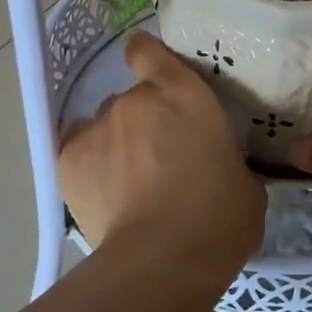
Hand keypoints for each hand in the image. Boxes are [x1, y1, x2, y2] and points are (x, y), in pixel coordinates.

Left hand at [58, 33, 265, 273]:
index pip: (149, 52)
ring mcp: (97, 127)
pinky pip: (78, 152)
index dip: (147, 57)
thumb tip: (219, 167)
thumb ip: (225, 159)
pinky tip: (105, 196)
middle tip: (159, 160)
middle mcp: (135, 100)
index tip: (152, 73)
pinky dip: (90, 167)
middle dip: (142, 123)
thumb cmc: (219, 218)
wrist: (163, 259)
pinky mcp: (67, 159)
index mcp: (183, 94)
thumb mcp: (244, 182)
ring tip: (129, 186)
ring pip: (104, 127)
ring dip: (116, 146)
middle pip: (131, 100)